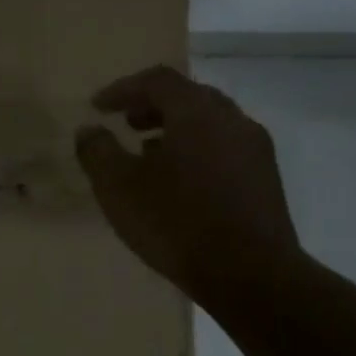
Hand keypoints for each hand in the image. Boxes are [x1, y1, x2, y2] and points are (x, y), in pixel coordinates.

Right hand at [74, 65, 300, 311]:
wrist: (251, 275)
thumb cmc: (176, 222)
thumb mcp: (118, 187)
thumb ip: (97, 151)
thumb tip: (89, 130)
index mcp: (197, 112)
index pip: (158, 80)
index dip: (123, 88)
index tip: (98, 107)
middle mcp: (232, 120)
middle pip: (188, 97)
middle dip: (152, 106)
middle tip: (126, 123)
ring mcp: (255, 150)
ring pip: (209, 124)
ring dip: (175, 130)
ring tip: (147, 155)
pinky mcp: (266, 180)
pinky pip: (224, 149)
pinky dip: (196, 151)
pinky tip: (178, 183)